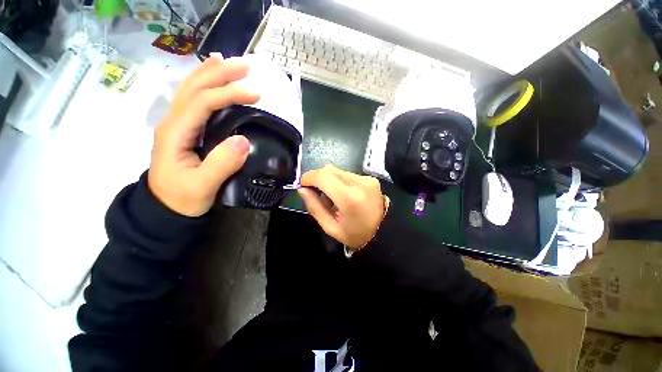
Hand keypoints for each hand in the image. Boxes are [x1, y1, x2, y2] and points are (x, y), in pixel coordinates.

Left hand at [148, 57, 259, 216]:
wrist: (165, 208)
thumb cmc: (182, 198)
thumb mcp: (202, 186)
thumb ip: (222, 164)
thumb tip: (244, 140)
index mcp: (176, 133)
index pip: (203, 102)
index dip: (229, 93)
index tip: (256, 93)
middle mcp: (174, 122)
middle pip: (194, 87)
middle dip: (220, 73)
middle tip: (246, 66)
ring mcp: (178, 124)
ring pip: (191, 89)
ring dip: (211, 72)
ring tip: (229, 62)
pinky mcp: (185, 130)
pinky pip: (194, 100)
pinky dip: (205, 85)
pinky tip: (213, 79)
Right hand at [298, 165, 386, 248]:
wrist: (384, 233)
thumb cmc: (355, 235)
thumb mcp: (331, 227)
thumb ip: (314, 207)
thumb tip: (302, 189)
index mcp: (349, 198)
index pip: (324, 177)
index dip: (309, 177)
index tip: (302, 185)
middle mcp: (359, 183)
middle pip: (330, 170)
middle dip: (317, 177)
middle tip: (314, 191)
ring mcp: (367, 179)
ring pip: (338, 171)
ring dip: (328, 180)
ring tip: (331, 196)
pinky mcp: (370, 178)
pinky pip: (347, 174)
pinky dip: (339, 181)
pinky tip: (342, 193)